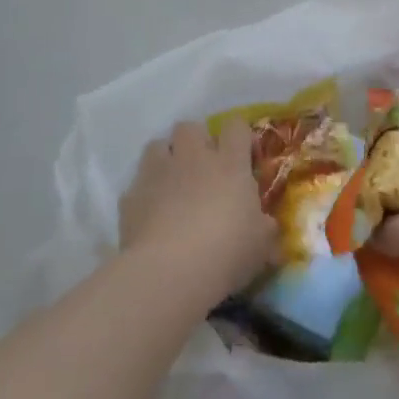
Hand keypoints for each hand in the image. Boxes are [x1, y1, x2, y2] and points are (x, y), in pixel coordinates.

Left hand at [120, 121, 274, 303]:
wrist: (169, 272)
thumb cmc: (226, 251)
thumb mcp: (261, 244)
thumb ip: (265, 228)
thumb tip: (268, 226)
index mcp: (229, 163)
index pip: (236, 127)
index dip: (239, 136)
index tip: (243, 156)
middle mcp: (192, 158)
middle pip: (190, 127)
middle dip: (195, 141)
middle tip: (202, 169)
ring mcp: (158, 173)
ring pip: (157, 145)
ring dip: (165, 159)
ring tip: (172, 185)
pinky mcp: (130, 197)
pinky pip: (136, 185)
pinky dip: (144, 195)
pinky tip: (150, 217)